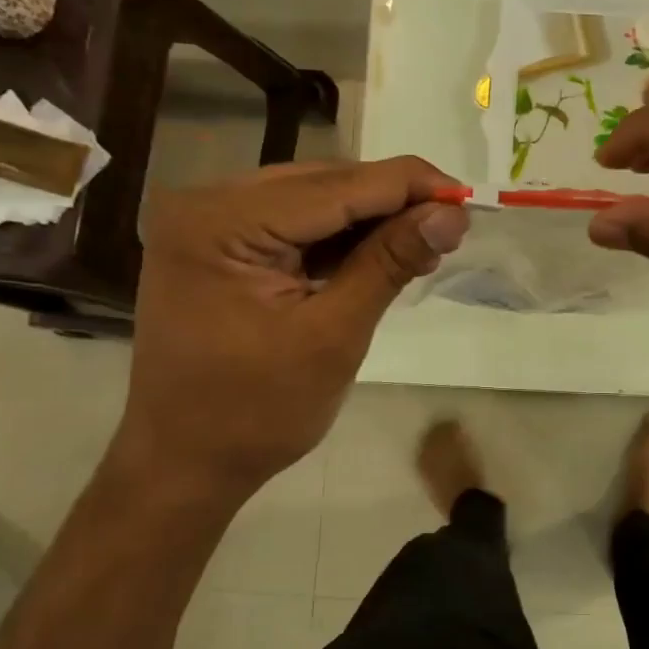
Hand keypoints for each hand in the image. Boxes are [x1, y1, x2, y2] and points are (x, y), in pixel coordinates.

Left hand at [108, 158, 468, 500]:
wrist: (183, 465)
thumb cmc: (256, 413)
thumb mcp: (334, 335)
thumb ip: (389, 262)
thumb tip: (451, 213)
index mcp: (220, 223)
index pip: (334, 187)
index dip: (407, 186)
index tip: (465, 197)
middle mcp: (205, 204)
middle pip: (320, 184)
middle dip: (390, 201)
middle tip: (449, 226)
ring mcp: (206, 223)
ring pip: (310, 199)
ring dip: (367, 219)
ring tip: (422, 243)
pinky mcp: (216, 244)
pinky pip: (290, 223)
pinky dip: (336, 237)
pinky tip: (377, 253)